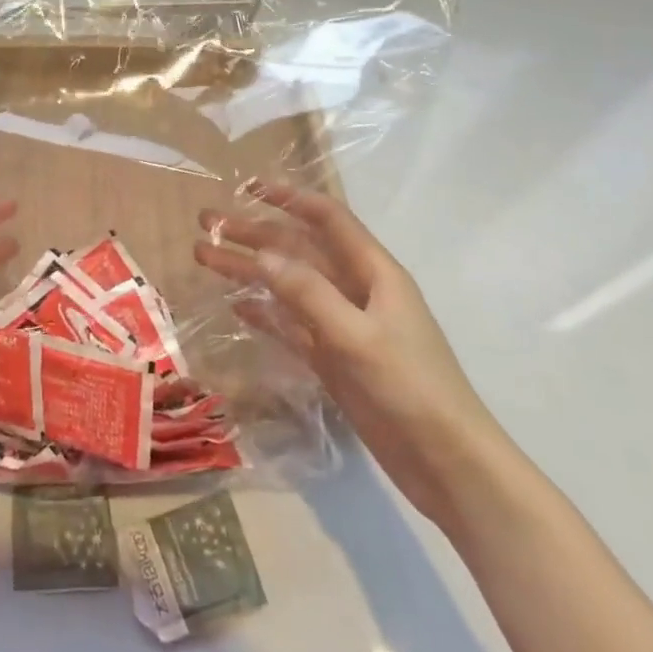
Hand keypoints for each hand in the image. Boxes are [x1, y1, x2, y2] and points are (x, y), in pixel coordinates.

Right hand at [195, 182, 507, 528]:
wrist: (447, 464)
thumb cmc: (410, 388)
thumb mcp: (358, 336)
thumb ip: (309, 293)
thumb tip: (261, 254)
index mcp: (374, 272)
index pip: (327, 219)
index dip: (289, 198)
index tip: (248, 187)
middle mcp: (356, 290)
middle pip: (298, 250)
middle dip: (254, 234)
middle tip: (207, 224)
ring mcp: (343, 325)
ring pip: (288, 286)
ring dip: (250, 271)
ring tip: (205, 258)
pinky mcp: (333, 359)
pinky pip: (292, 325)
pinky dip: (265, 313)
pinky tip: (236, 306)